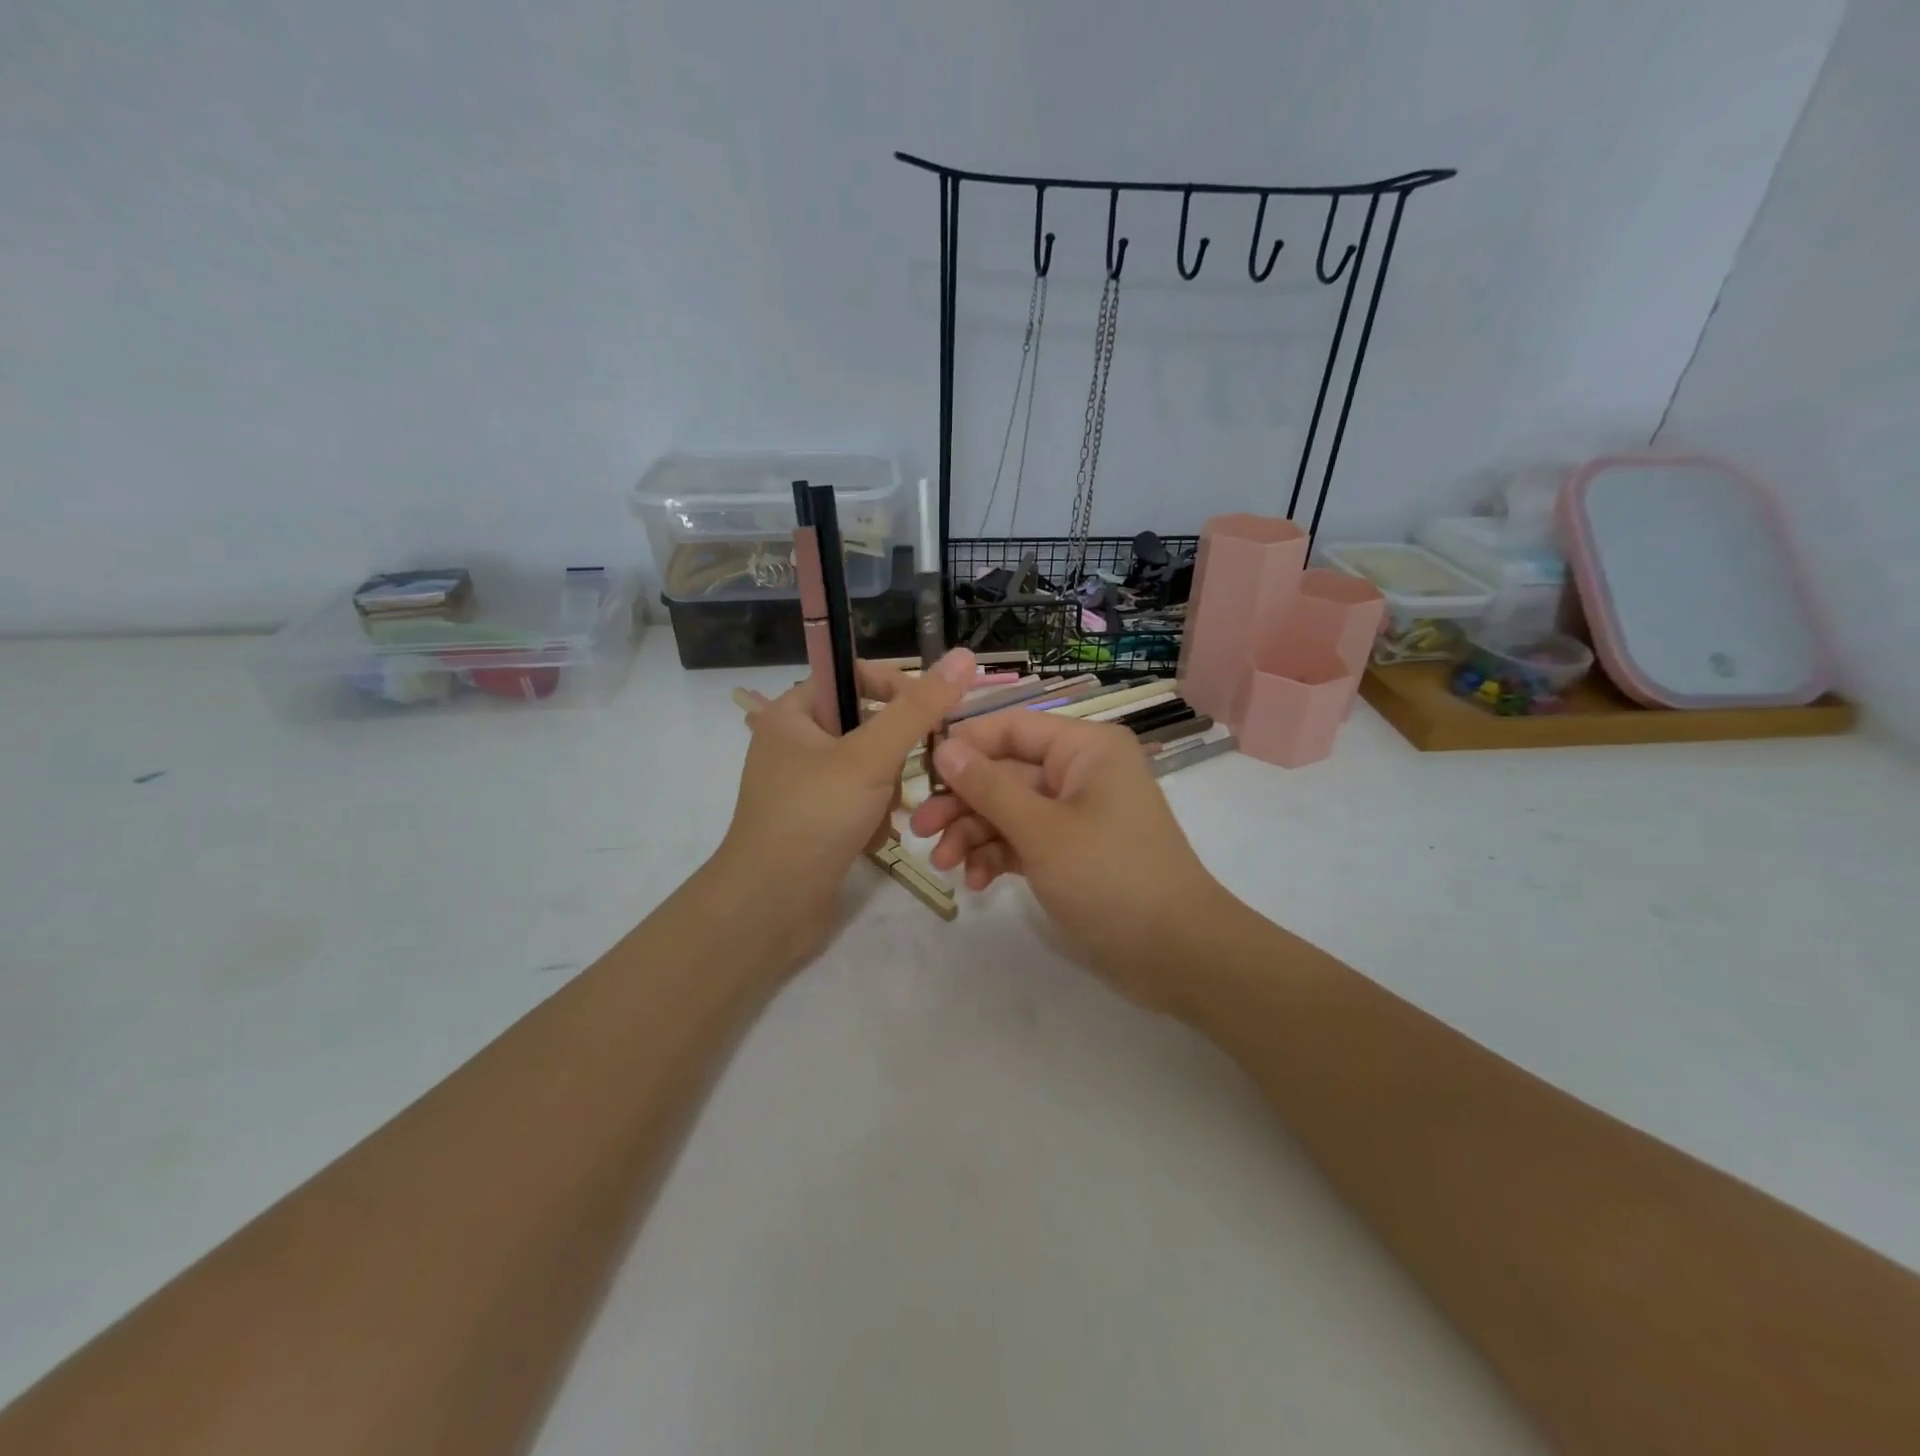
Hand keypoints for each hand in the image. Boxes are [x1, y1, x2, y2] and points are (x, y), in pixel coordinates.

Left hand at [712, 650, 977, 966]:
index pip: (854, 675)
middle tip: (907, 775)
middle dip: (894, 755)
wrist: (770, 907)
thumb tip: (963, 655)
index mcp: (792, 712)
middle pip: (867, 724)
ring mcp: (803, 784)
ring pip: (868, 767)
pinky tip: (873, 839)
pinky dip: (873, 816)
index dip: (896, 687)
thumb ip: (919, 707)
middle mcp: (794, 742)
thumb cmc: (815, 817)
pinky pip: (858, 800)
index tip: (931, 714)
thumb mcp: (872, 756)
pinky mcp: (815, 820)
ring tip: (885, 817)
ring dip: (887, 791)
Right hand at [908, 708, 1229, 1012]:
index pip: (1012, 728)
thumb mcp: (1041, 830)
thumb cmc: (1110, 877)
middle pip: (1005, 773)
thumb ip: (989, 787)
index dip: (964, 746)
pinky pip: (1024, 841)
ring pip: (1010, 810)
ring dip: (974, 834)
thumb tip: (944, 747)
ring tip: (943, 865)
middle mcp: (1081, 772)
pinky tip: (977, 882)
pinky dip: (999, 857)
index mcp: (1085, 748)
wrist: (1176, 954)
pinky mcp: (1072, 852)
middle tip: (918, 829)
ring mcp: (1076, 814)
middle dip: (962, 802)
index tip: (919, 772)